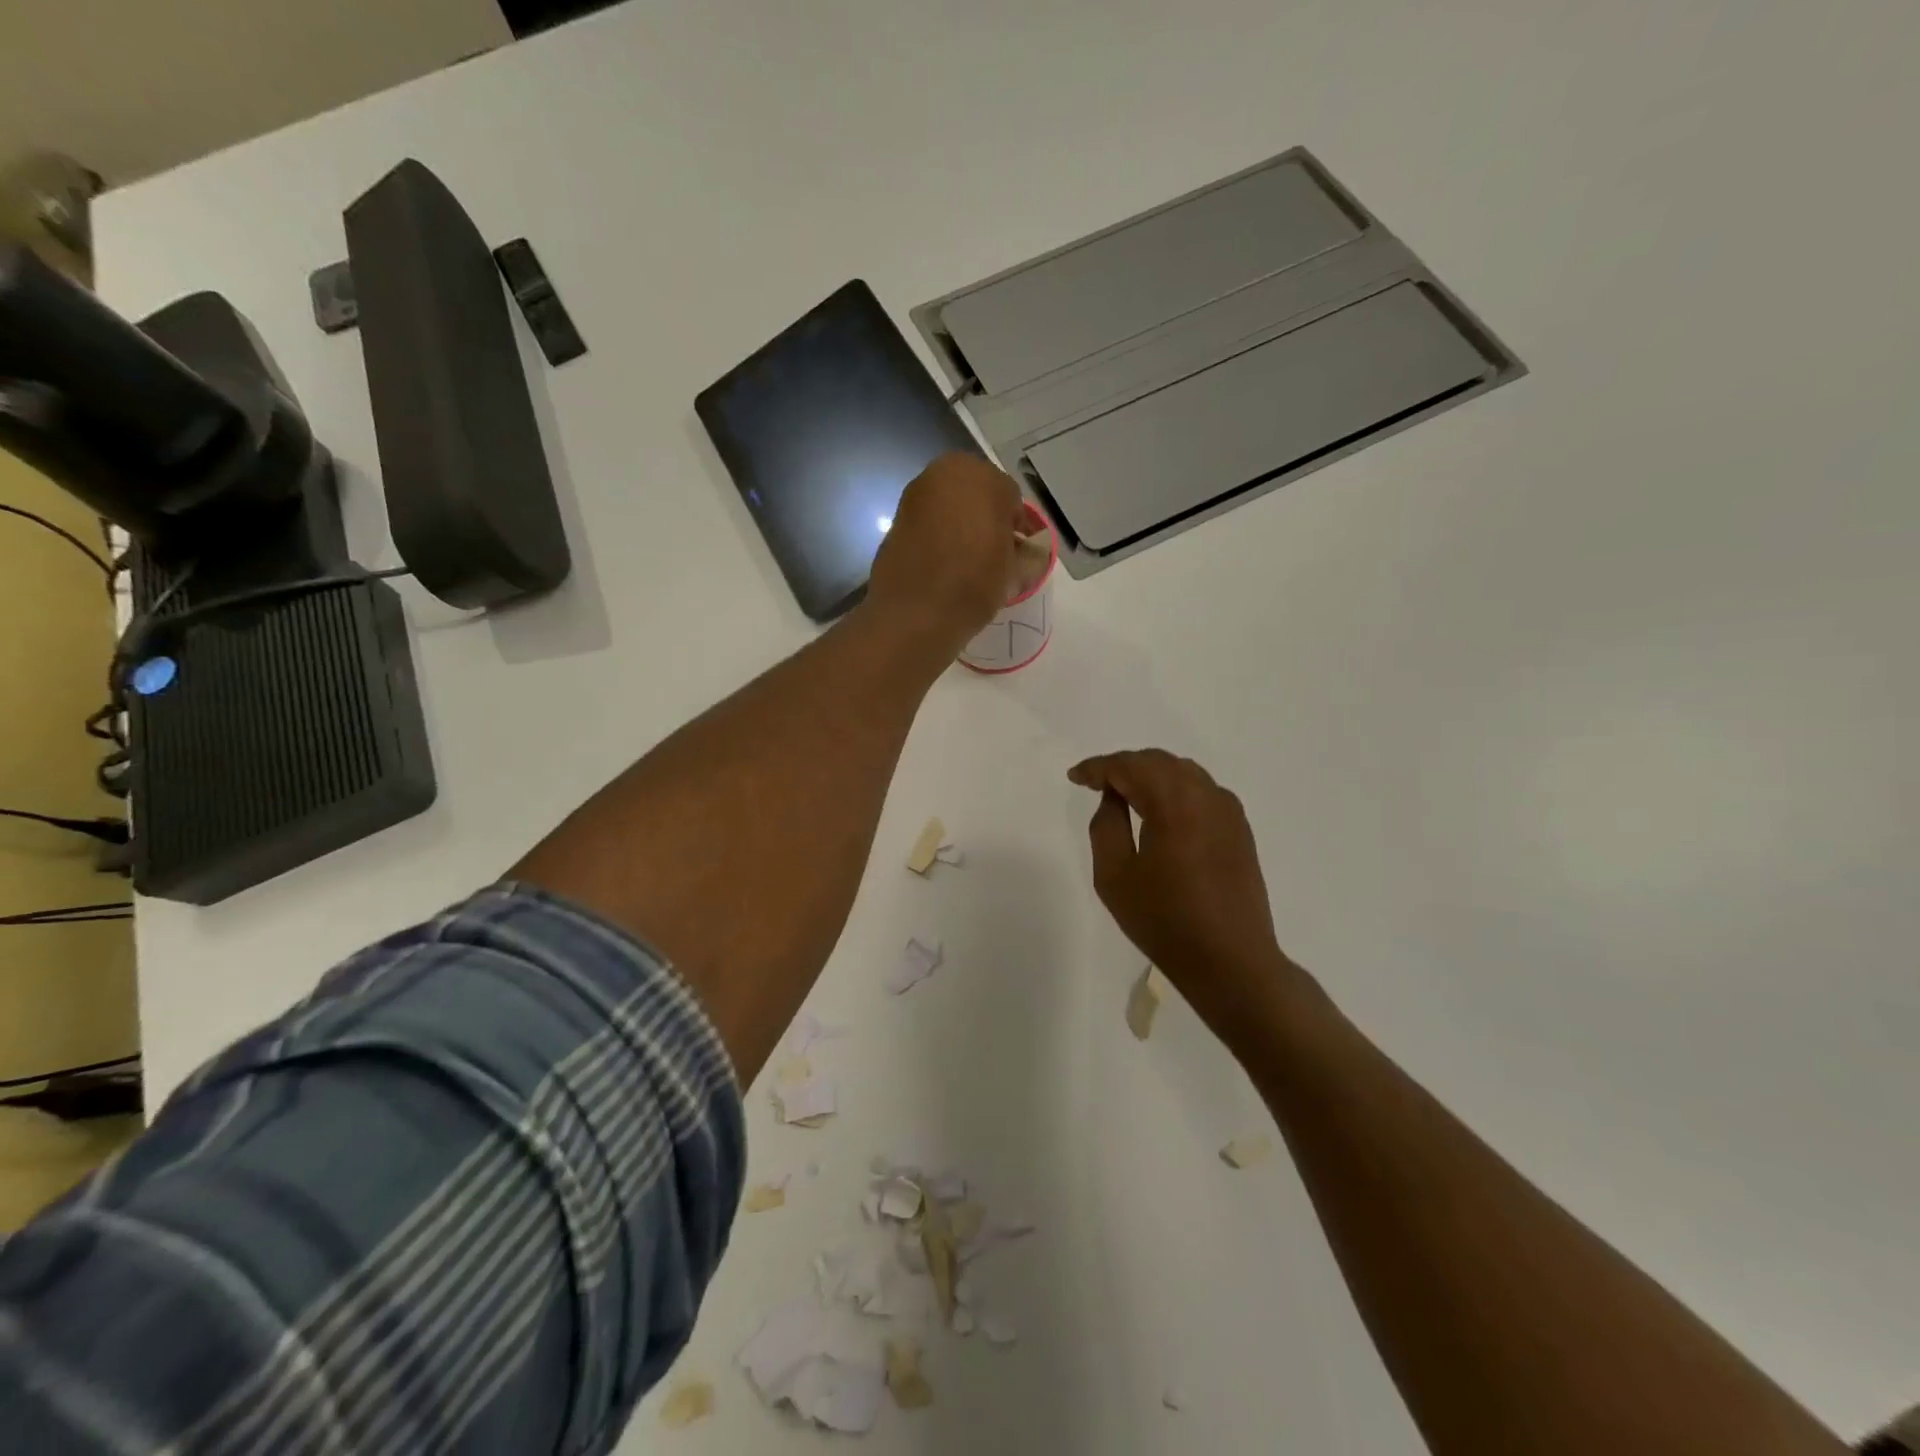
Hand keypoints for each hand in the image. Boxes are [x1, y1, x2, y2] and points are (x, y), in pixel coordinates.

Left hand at [868, 454, 1022, 650]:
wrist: (913, 614)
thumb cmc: (973, 582)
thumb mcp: (1013, 569)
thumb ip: (1023, 551)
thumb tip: (1023, 551)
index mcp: (979, 475)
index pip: (1010, 497)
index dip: (1018, 525)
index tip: (1021, 550)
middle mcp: (942, 474)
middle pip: (977, 495)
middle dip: (988, 519)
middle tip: (997, 553)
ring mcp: (915, 495)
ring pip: (951, 507)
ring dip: (962, 526)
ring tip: (971, 562)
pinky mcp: (896, 521)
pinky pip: (929, 524)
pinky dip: (939, 537)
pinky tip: (946, 564)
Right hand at [1069, 749, 1303, 1034]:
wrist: (1230, 960)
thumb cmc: (1164, 920)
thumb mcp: (1114, 875)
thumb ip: (1106, 825)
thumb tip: (1113, 797)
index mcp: (1173, 801)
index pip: (1128, 767)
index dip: (1097, 768)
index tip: (1075, 777)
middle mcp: (1205, 794)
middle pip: (1157, 762)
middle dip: (1124, 767)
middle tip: (1096, 783)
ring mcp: (1228, 810)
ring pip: (1182, 772)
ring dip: (1150, 775)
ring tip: (1124, 793)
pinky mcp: (1240, 828)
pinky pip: (1201, 791)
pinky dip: (1175, 789)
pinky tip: (1161, 810)